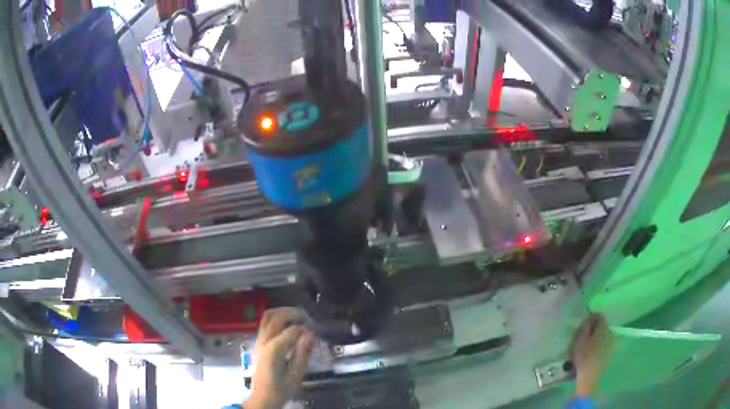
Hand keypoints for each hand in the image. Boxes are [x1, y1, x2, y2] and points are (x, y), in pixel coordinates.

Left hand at [245, 308, 314, 408]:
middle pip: (277, 317)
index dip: (306, 326)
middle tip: (309, 318)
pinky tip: (287, 323)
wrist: (262, 397)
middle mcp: (264, 340)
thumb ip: (303, 353)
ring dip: (283, 312)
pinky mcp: (258, 342)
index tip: (317, 328)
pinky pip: (265, 322)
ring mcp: (259, 340)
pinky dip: (276, 317)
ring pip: (268, 316)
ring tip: (298, 316)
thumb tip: (310, 333)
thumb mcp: (296, 375)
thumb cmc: (281, 389)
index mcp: (274, 349)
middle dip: (294, 313)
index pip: (292, 329)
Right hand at [571, 313, 612, 396]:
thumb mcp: (580, 340)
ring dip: (596, 336)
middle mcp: (610, 332)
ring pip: (603, 334)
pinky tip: (591, 352)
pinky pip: (604, 343)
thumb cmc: (584, 357)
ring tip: (587, 345)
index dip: (591, 317)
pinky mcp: (610, 352)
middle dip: (594, 328)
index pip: (599, 316)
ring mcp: (611, 342)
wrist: (590, 377)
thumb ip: (585, 327)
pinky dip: (599, 344)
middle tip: (583, 335)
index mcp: (603, 328)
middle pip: (602, 325)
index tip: (583, 324)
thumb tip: (588, 319)